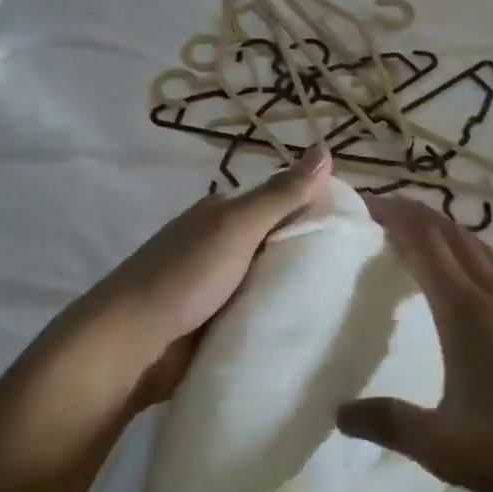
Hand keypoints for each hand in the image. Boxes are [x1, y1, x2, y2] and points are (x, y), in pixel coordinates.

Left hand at [65, 145, 334, 408]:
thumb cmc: (184, 275)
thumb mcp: (237, 227)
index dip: (317, 212)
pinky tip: (310, 331)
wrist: (130, 344)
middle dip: (311, 257)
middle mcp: (220, 244)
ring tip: (348, 308)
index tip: (358, 234)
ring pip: (269, 282)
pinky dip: (276, 320)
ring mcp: (216, 287)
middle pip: (277, 244)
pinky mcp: (215, 324)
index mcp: (223, 214)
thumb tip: (324, 147)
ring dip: (296, 293)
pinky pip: (256, 315)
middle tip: (362, 277)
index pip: (282, 202)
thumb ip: (281, 194)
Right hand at [336, 196, 492, 491]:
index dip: (392, 214)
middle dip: (414, 211)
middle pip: (449, 232)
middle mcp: (492, 294)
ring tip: (418, 232)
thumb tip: (338, 412)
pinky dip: (470, 252)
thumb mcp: (445, 446)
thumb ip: (389, 424)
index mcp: (464, 310)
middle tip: (380, 208)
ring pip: (477, 246)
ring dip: (443, 228)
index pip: (422, 241)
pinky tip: (471, 276)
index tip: (364, 200)